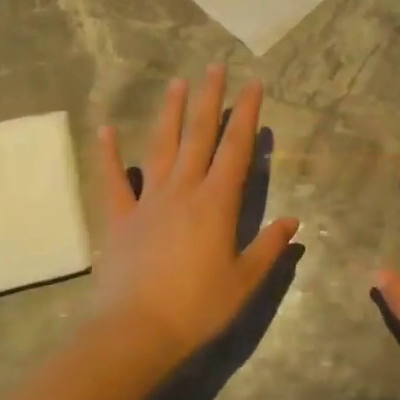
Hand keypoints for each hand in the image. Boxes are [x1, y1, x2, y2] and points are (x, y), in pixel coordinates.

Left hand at [93, 65, 299, 365]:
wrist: (136, 332)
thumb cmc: (198, 307)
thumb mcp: (245, 281)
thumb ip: (269, 247)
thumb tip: (293, 221)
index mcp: (217, 202)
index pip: (237, 148)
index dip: (247, 114)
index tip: (253, 84)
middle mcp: (183, 190)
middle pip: (199, 135)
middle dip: (209, 99)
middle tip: (215, 67)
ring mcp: (147, 201)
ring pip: (161, 146)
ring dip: (170, 113)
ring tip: (177, 82)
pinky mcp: (118, 218)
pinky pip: (112, 180)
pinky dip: (108, 154)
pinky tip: (106, 129)